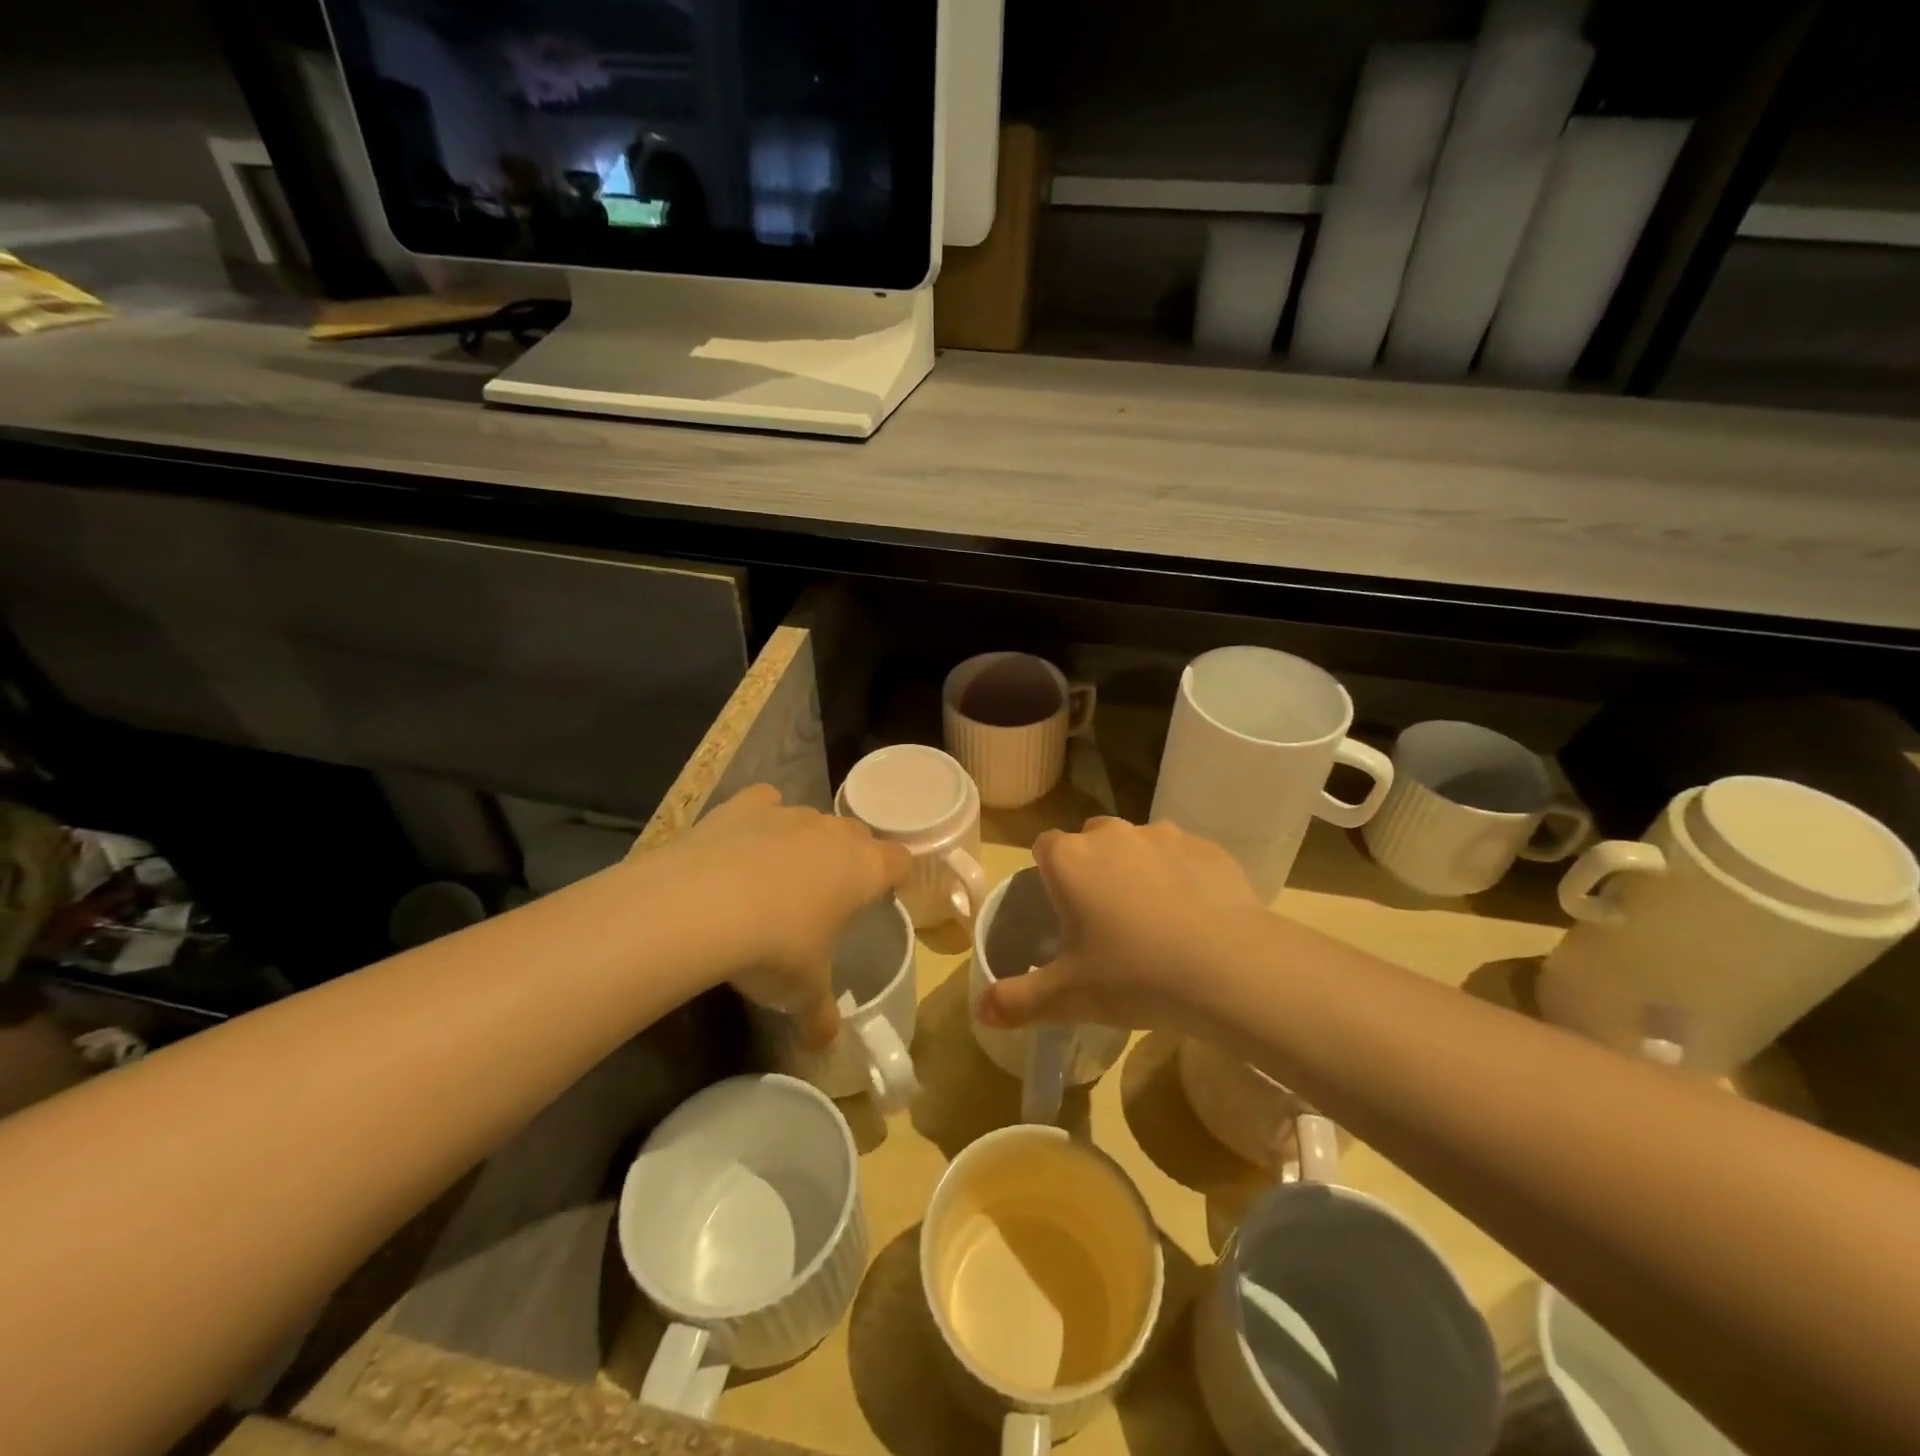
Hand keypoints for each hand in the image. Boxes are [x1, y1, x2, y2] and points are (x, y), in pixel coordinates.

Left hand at [649, 785, 910, 1048]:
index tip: (878, 898)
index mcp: (864, 869)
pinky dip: (761, 820)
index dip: (893, 878)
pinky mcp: (745, 805)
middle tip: (826, 897)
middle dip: (847, 860)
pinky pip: (766, 803)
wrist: (702, 908)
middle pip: (857, 836)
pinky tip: (743, 846)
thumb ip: (821, 1016)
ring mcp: (789, 813)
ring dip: (804, 843)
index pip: (900, 860)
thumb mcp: (803, 993)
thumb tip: (826, 1047)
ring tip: (776, 879)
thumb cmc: (775, 949)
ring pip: (811, 820)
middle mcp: (833, 833)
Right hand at [977, 817, 1265, 1037]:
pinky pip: (1182, 856)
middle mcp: (1112, 835)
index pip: (1044, 847)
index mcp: (1070, 860)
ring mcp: (1163, 836)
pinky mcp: (1207, 848)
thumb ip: (1017, 1000)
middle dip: (1093, 868)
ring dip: (1138, 870)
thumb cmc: (1133, 976)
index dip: (1049, 874)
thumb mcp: (1068, 997)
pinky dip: (1182, 876)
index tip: (1062, 909)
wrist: (1228, 968)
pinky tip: (1195, 917)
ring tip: (1154, 920)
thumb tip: (979, 1011)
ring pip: (1138, 845)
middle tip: (1106, 919)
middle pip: (1091, 840)